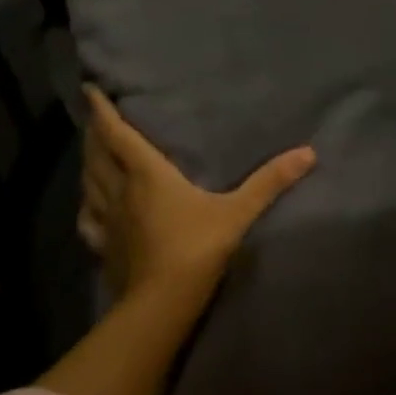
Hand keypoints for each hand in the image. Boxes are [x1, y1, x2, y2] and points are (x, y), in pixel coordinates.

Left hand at [79, 85, 316, 307]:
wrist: (161, 305)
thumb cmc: (196, 249)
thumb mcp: (238, 213)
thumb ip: (269, 182)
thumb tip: (308, 152)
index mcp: (147, 174)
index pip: (117, 133)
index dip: (102, 110)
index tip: (89, 89)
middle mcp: (120, 190)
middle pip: (98, 154)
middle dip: (94, 132)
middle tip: (94, 117)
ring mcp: (108, 220)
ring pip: (89, 182)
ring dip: (88, 162)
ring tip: (92, 152)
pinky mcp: (103, 246)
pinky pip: (88, 219)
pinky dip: (87, 204)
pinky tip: (90, 205)